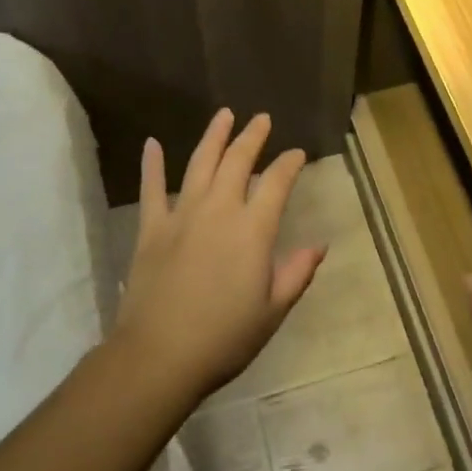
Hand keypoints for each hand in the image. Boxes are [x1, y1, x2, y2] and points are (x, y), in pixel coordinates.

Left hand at [115, 109, 325, 400]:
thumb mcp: (272, 311)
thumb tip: (320, 245)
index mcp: (253, 229)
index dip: (289, 164)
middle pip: (237, 161)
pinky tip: (152, 143)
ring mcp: (182, 215)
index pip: (277, 182)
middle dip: (252, 137)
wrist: (159, 355)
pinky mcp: (151, 228)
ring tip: (224, 115)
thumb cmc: (224, 337)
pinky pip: (151, 189)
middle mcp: (219, 210)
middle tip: (261, 119)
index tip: (297, 153)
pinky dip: (151, 164)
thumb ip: (297, 273)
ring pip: (200, 164)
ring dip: (213, 136)